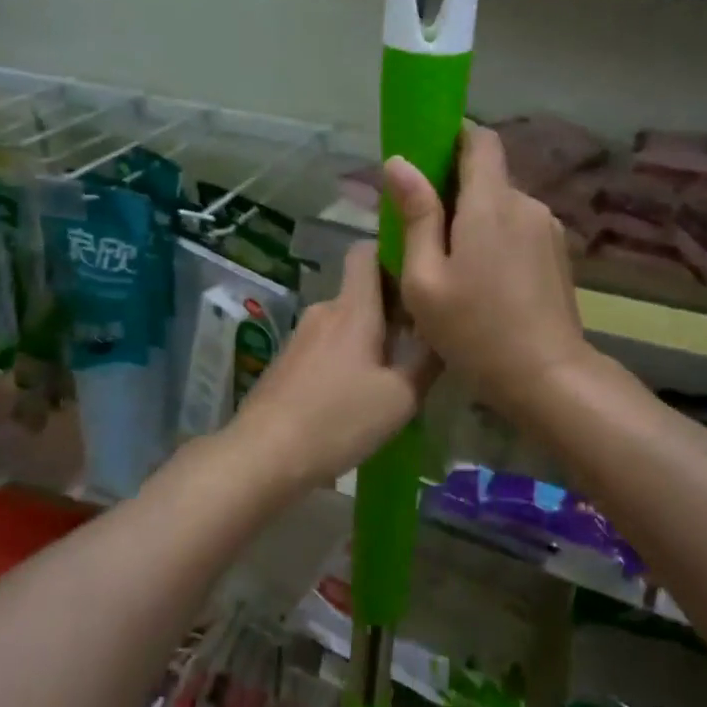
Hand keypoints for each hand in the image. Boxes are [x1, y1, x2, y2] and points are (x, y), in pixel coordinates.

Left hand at [226, 241, 438, 494]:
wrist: (263, 454)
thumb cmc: (337, 420)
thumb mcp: (400, 398)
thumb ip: (427, 361)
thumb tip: (444, 332)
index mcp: (353, 308)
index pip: (366, 251)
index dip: (392, 252)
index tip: (418, 276)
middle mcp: (325, 311)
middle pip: (362, 291)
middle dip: (392, 308)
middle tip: (421, 339)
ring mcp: (301, 336)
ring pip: (346, 322)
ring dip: (370, 337)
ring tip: (393, 374)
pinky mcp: (288, 361)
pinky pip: (328, 344)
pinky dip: (347, 357)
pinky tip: (358, 394)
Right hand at [384, 125, 593, 421]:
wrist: (548, 378)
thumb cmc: (474, 330)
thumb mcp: (425, 278)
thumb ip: (415, 216)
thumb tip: (398, 163)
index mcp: (491, 202)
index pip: (479, 139)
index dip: (451, 136)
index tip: (423, 155)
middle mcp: (526, 203)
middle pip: (487, 175)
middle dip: (453, 189)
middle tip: (421, 227)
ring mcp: (548, 229)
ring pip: (502, 205)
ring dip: (475, 219)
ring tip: (450, 262)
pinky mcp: (558, 253)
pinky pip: (518, 228)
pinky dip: (495, 238)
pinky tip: (482, 280)